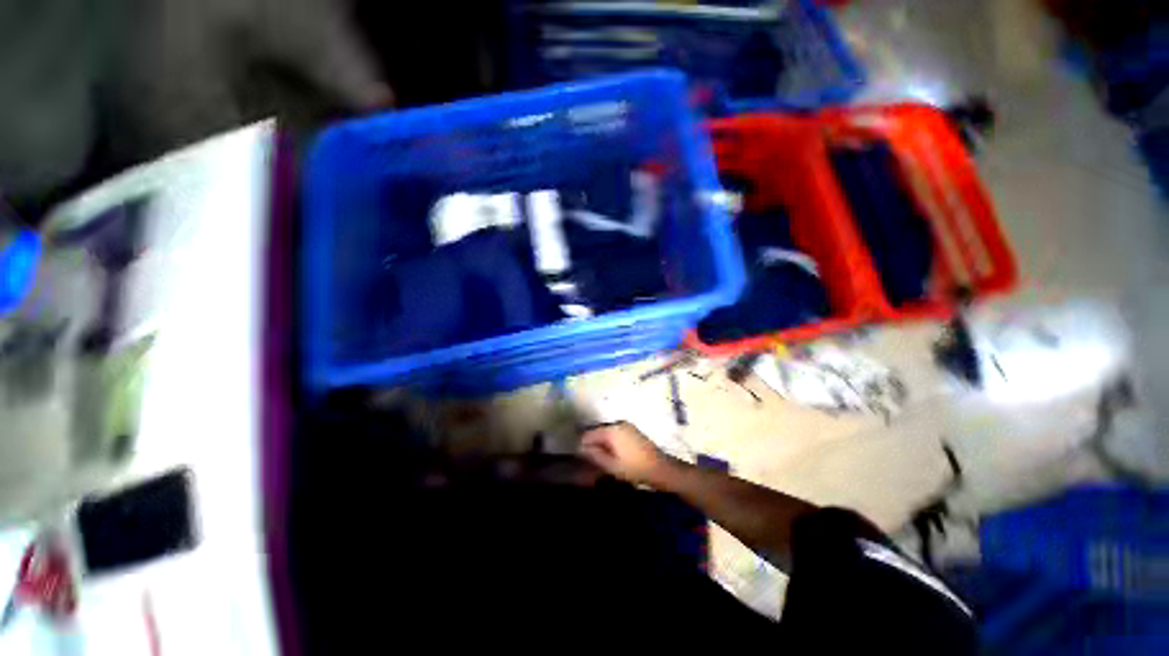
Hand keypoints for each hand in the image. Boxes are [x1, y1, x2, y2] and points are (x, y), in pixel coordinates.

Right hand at [578, 422, 677, 486]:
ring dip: (603, 444)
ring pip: (607, 433)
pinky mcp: (633, 430)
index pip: (589, 434)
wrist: (660, 468)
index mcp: (611, 430)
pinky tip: (614, 455)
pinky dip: (612, 443)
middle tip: (593, 461)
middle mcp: (618, 423)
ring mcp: (627, 426)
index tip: (583, 459)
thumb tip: (582, 449)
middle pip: (598, 432)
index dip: (583, 446)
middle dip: (593, 444)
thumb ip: (595, 456)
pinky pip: (616, 434)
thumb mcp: (611, 465)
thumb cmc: (634, 468)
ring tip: (603, 460)